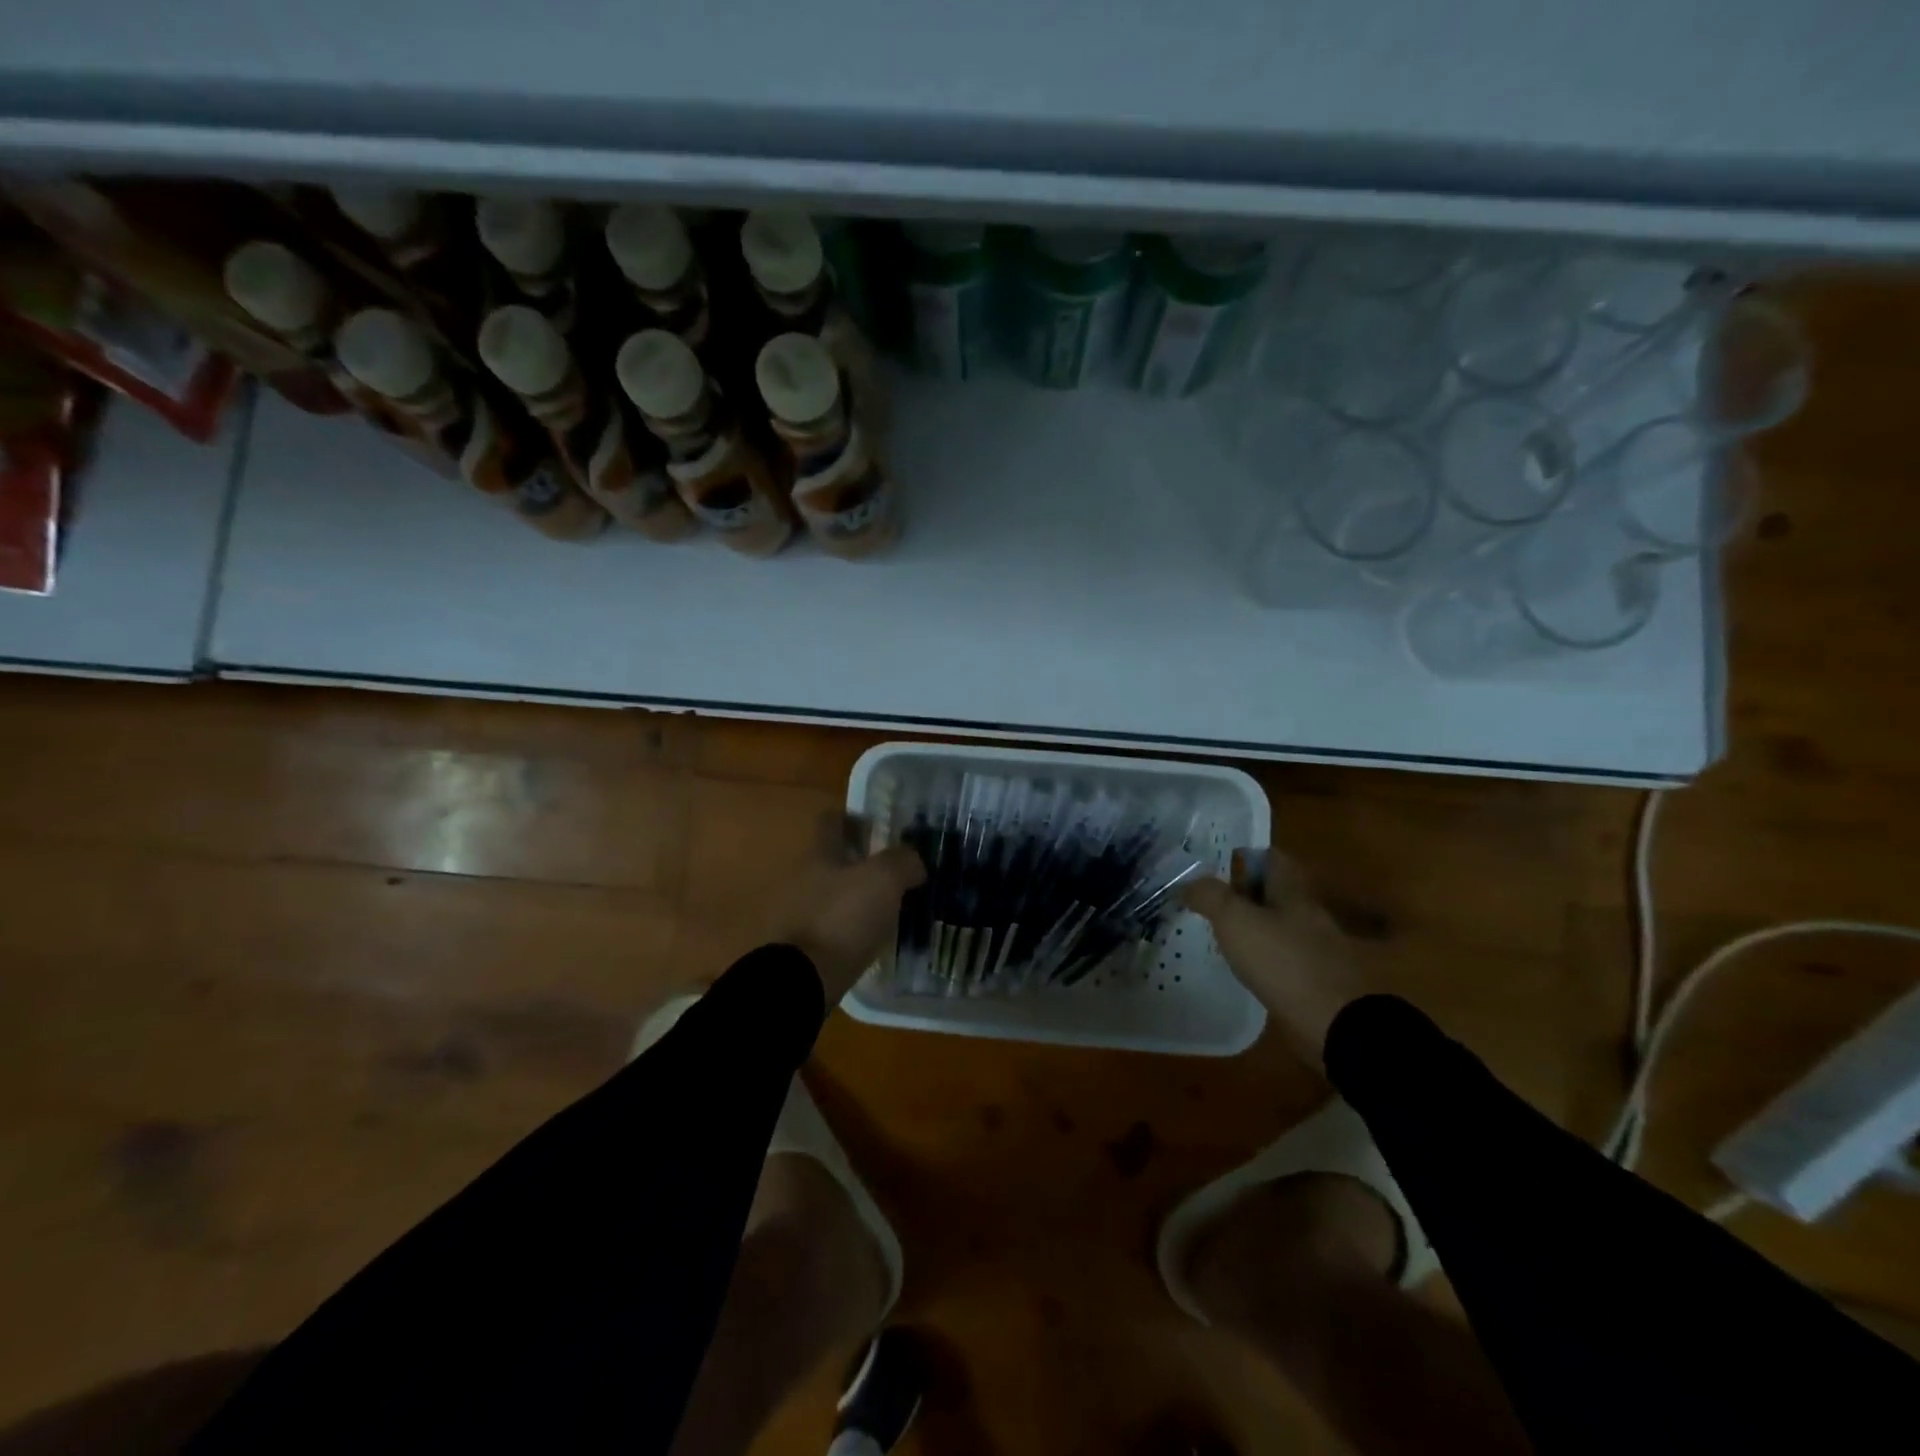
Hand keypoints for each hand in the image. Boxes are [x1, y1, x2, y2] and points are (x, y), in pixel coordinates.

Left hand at [770, 824, 925, 1005]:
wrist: (802, 980)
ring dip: (858, 897)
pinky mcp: (804, 947)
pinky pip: (833, 927)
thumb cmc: (842, 918)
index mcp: (820, 855)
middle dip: (861, 863)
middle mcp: (804, 878)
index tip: (879, 827)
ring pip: (834, 895)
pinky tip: (873, 936)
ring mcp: (800, 914)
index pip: (832, 822)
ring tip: (890, 907)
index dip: (854, 820)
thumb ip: (902, 862)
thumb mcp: (883, 880)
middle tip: (894, 871)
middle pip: (833, 860)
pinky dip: (852, 928)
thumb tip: (913, 862)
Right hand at [1180, 850, 1373, 1072]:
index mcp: (1293, 892)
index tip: (1216, 869)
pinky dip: (1265, 957)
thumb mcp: (1235, 920)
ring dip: (1254, 926)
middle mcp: (1308, 913)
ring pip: (1279, 924)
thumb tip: (1187, 883)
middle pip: (1275, 892)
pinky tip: (1246, 968)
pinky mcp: (1317, 979)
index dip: (1245, 858)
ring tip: (1221, 936)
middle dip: (1245, 894)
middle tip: (1211, 904)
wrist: (1336, 1022)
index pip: (1272, 859)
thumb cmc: (1283, 960)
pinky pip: (1285, 956)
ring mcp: (1316, 948)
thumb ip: (1209, 896)